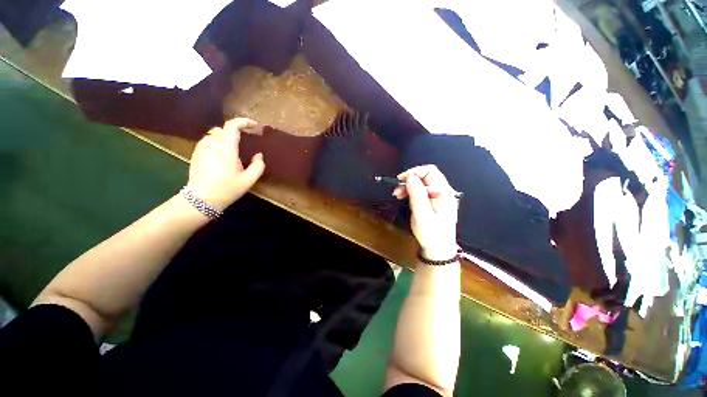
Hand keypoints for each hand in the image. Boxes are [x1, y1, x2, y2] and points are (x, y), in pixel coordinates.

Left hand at [187, 118, 265, 209]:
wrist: (201, 199)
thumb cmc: (227, 189)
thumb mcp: (249, 180)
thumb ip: (258, 166)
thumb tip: (258, 155)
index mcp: (226, 149)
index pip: (232, 126)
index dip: (244, 122)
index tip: (254, 126)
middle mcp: (212, 144)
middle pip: (223, 129)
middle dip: (236, 131)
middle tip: (246, 140)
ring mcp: (201, 148)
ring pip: (214, 134)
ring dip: (226, 137)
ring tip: (234, 149)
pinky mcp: (196, 153)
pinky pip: (208, 141)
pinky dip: (217, 143)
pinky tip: (222, 155)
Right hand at [393, 165, 459, 260]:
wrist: (438, 250)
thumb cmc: (431, 234)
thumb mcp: (422, 215)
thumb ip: (417, 195)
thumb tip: (411, 177)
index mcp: (444, 193)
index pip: (430, 171)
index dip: (414, 172)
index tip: (401, 180)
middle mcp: (444, 192)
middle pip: (426, 176)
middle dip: (410, 180)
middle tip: (397, 190)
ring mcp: (440, 197)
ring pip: (422, 183)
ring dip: (409, 186)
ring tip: (398, 194)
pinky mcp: (435, 202)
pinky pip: (422, 191)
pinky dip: (412, 192)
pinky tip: (405, 197)